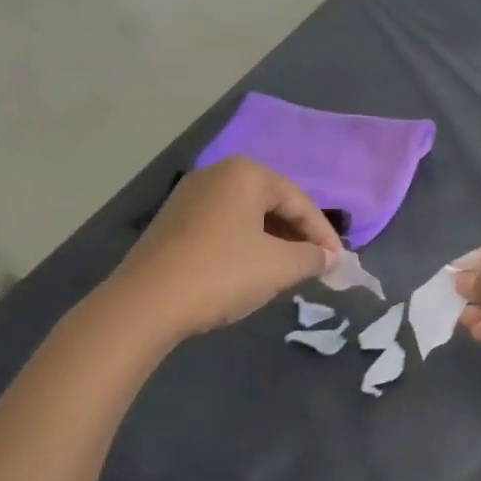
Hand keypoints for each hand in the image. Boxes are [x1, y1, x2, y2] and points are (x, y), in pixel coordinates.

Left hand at [96, 157, 341, 347]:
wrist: (142, 306)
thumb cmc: (222, 274)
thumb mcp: (280, 267)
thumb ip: (313, 257)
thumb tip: (329, 258)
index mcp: (246, 173)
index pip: (300, 201)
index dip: (323, 234)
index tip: (337, 262)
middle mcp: (216, 174)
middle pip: (272, 204)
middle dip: (297, 235)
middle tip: (315, 264)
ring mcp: (188, 197)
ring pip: (246, 216)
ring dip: (272, 241)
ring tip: (287, 269)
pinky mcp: (170, 222)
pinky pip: (222, 226)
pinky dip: (244, 245)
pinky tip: (250, 270)